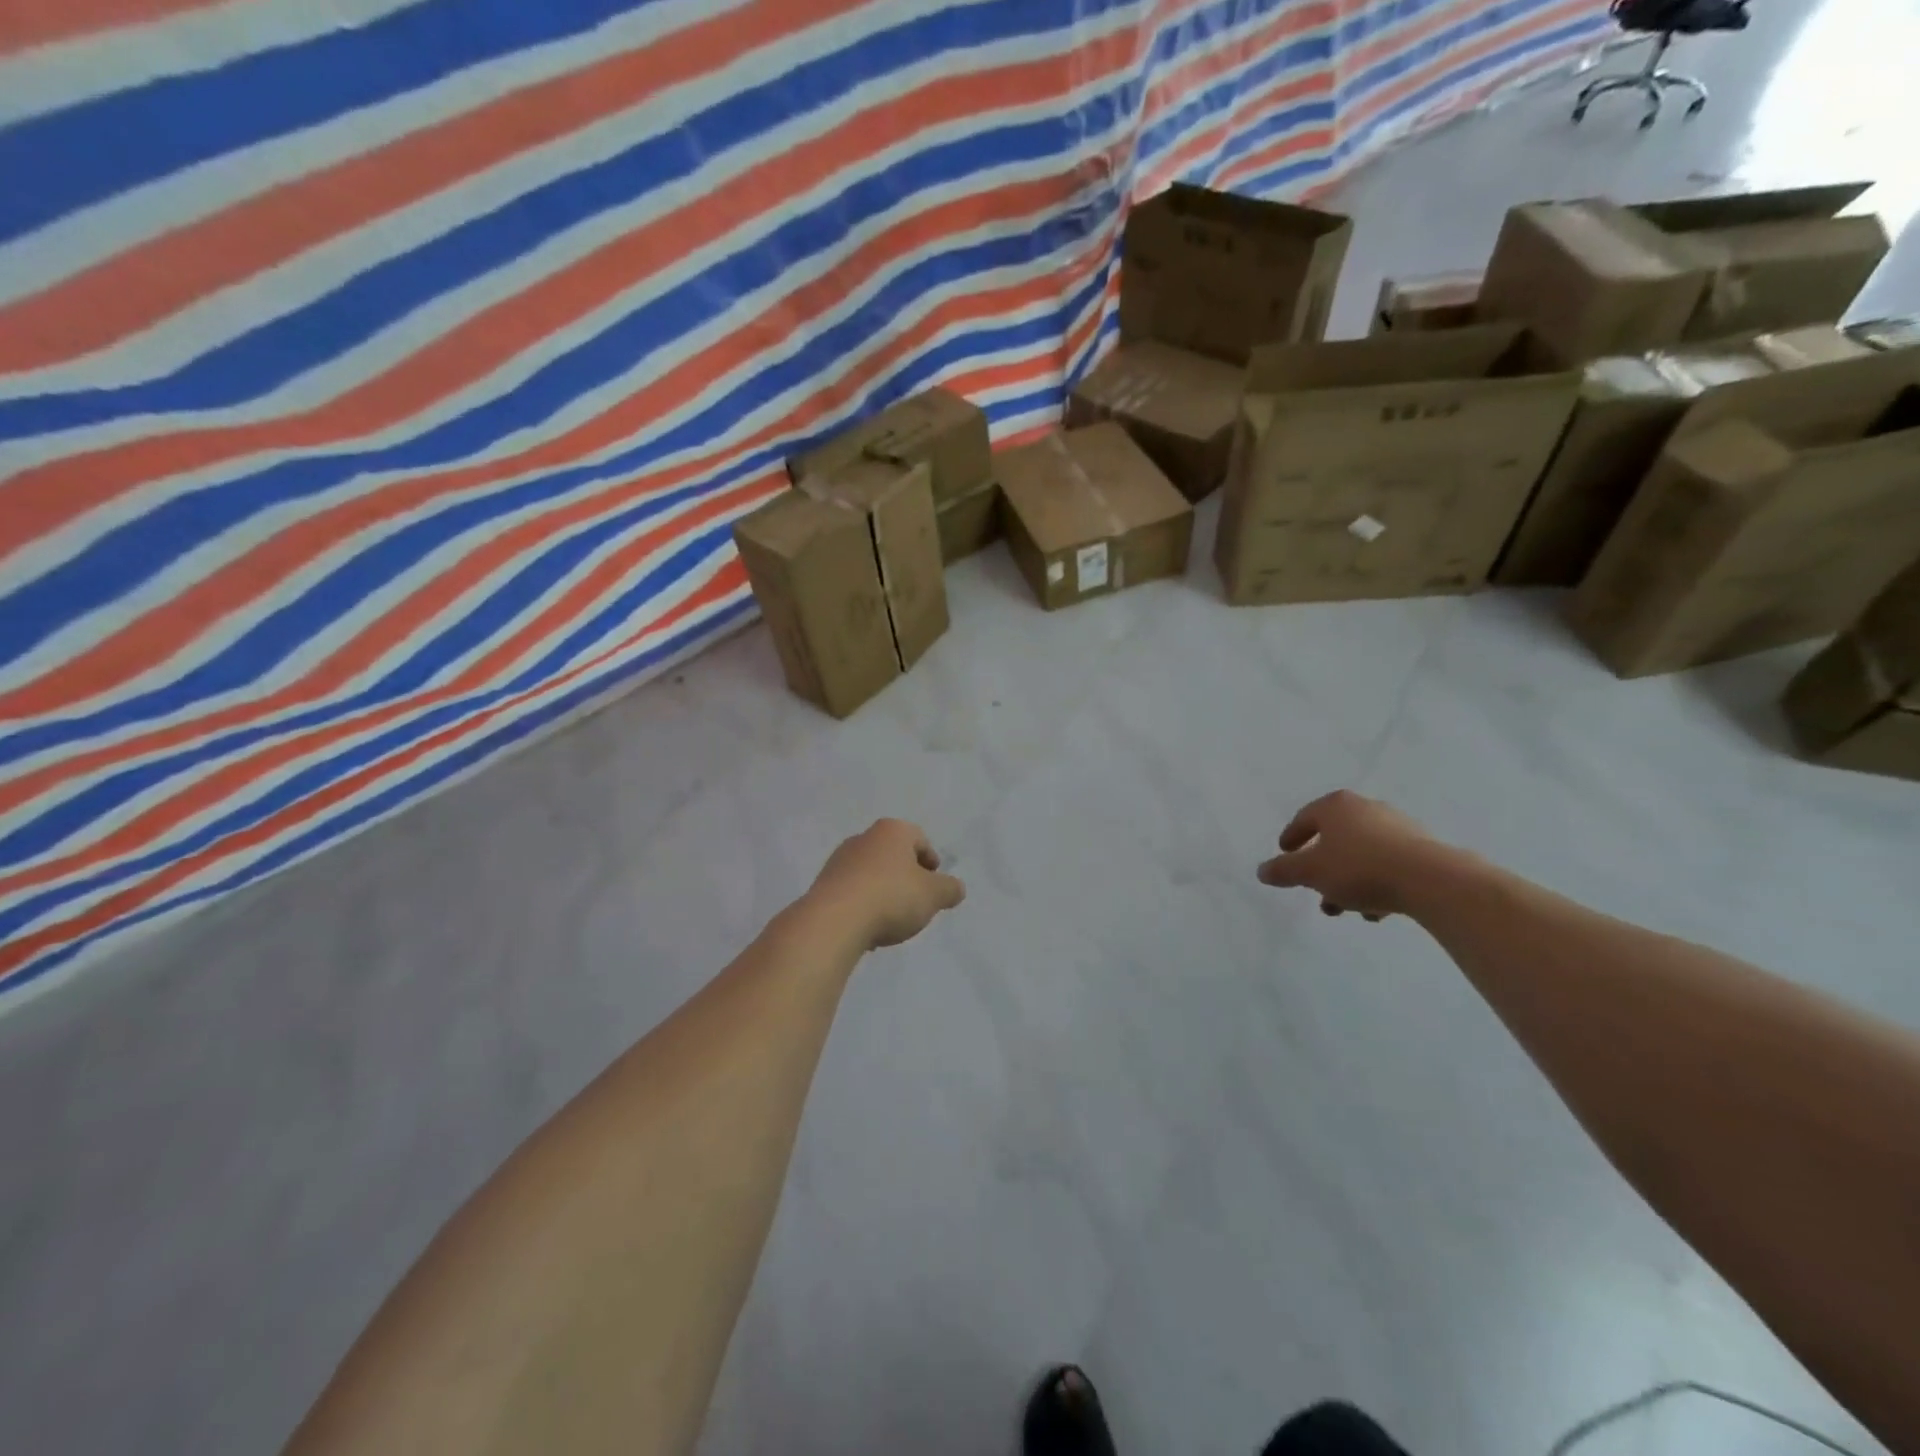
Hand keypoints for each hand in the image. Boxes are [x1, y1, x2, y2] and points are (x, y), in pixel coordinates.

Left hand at [806, 819, 966, 949]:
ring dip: (884, 891)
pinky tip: (868, 928)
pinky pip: (852, 892)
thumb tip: (956, 888)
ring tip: (892, 920)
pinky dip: (864, 905)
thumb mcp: (934, 895)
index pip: (919, 839)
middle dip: (906, 876)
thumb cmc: (891, 897)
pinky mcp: (823, 885)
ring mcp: (839, 861)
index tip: (935, 885)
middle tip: (917, 901)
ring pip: (872, 873)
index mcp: (892, 831)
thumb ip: (950, 889)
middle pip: (893, 855)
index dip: (931, 861)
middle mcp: (863, 838)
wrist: (834, 921)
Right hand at [1256, 791, 1451, 920]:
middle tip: (1314, 890)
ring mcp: (1398, 826)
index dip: (1291, 837)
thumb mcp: (1310, 872)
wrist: (1430, 880)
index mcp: (1336, 806)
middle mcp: (1366, 808)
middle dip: (1322, 868)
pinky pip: (1388, 864)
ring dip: (1348, 880)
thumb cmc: (1359, 867)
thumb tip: (1261, 871)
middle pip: (1335, 838)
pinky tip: (1375, 909)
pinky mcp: (1422, 848)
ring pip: (1362, 854)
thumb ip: (1282, 871)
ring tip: (1345, 908)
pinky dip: (1376, 883)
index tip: (1285, 853)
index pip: (1304, 818)